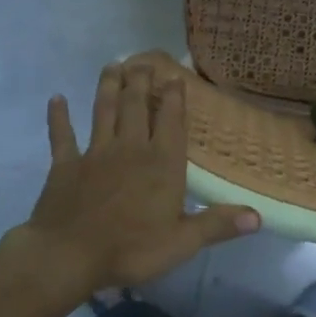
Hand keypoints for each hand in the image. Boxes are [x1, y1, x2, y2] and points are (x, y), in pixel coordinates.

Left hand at [17, 60, 259, 291]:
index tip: (174, 76)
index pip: (170, 121)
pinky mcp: (66, 165)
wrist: (69, 255)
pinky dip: (59, 117)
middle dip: (141, 81)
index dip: (174, 97)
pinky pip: (62, 136)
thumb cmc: (131, 249)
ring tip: (112, 66)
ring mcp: (95, 153)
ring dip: (108, 87)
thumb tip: (259, 216)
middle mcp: (130, 148)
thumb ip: (218, 225)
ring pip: (103, 111)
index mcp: (161, 164)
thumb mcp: (182, 242)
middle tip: (143, 61)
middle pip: (135, 106)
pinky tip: (57, 99)